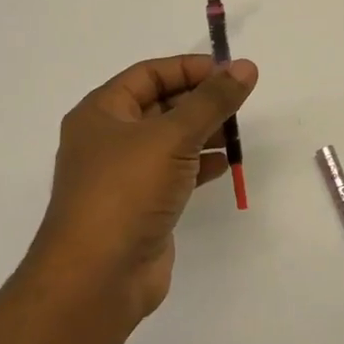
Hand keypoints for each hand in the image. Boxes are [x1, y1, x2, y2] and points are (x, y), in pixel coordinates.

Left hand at [26, 54, 258, 326]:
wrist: (98, 276)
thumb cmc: (127, 191)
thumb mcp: (172, 136)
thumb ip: (212, 101)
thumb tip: (246, 67)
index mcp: (101, 112)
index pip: (149, 74)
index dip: (188, 68)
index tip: (230, 71)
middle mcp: (108, 139)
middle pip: (159, 106)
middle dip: (199, 101)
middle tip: (240, 101)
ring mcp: (123, 176)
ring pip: (169, 141)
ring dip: (203, 133)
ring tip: (238, 133)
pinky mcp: (140, 206)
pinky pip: (173, 173)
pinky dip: (199, 165)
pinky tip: (224, 164)